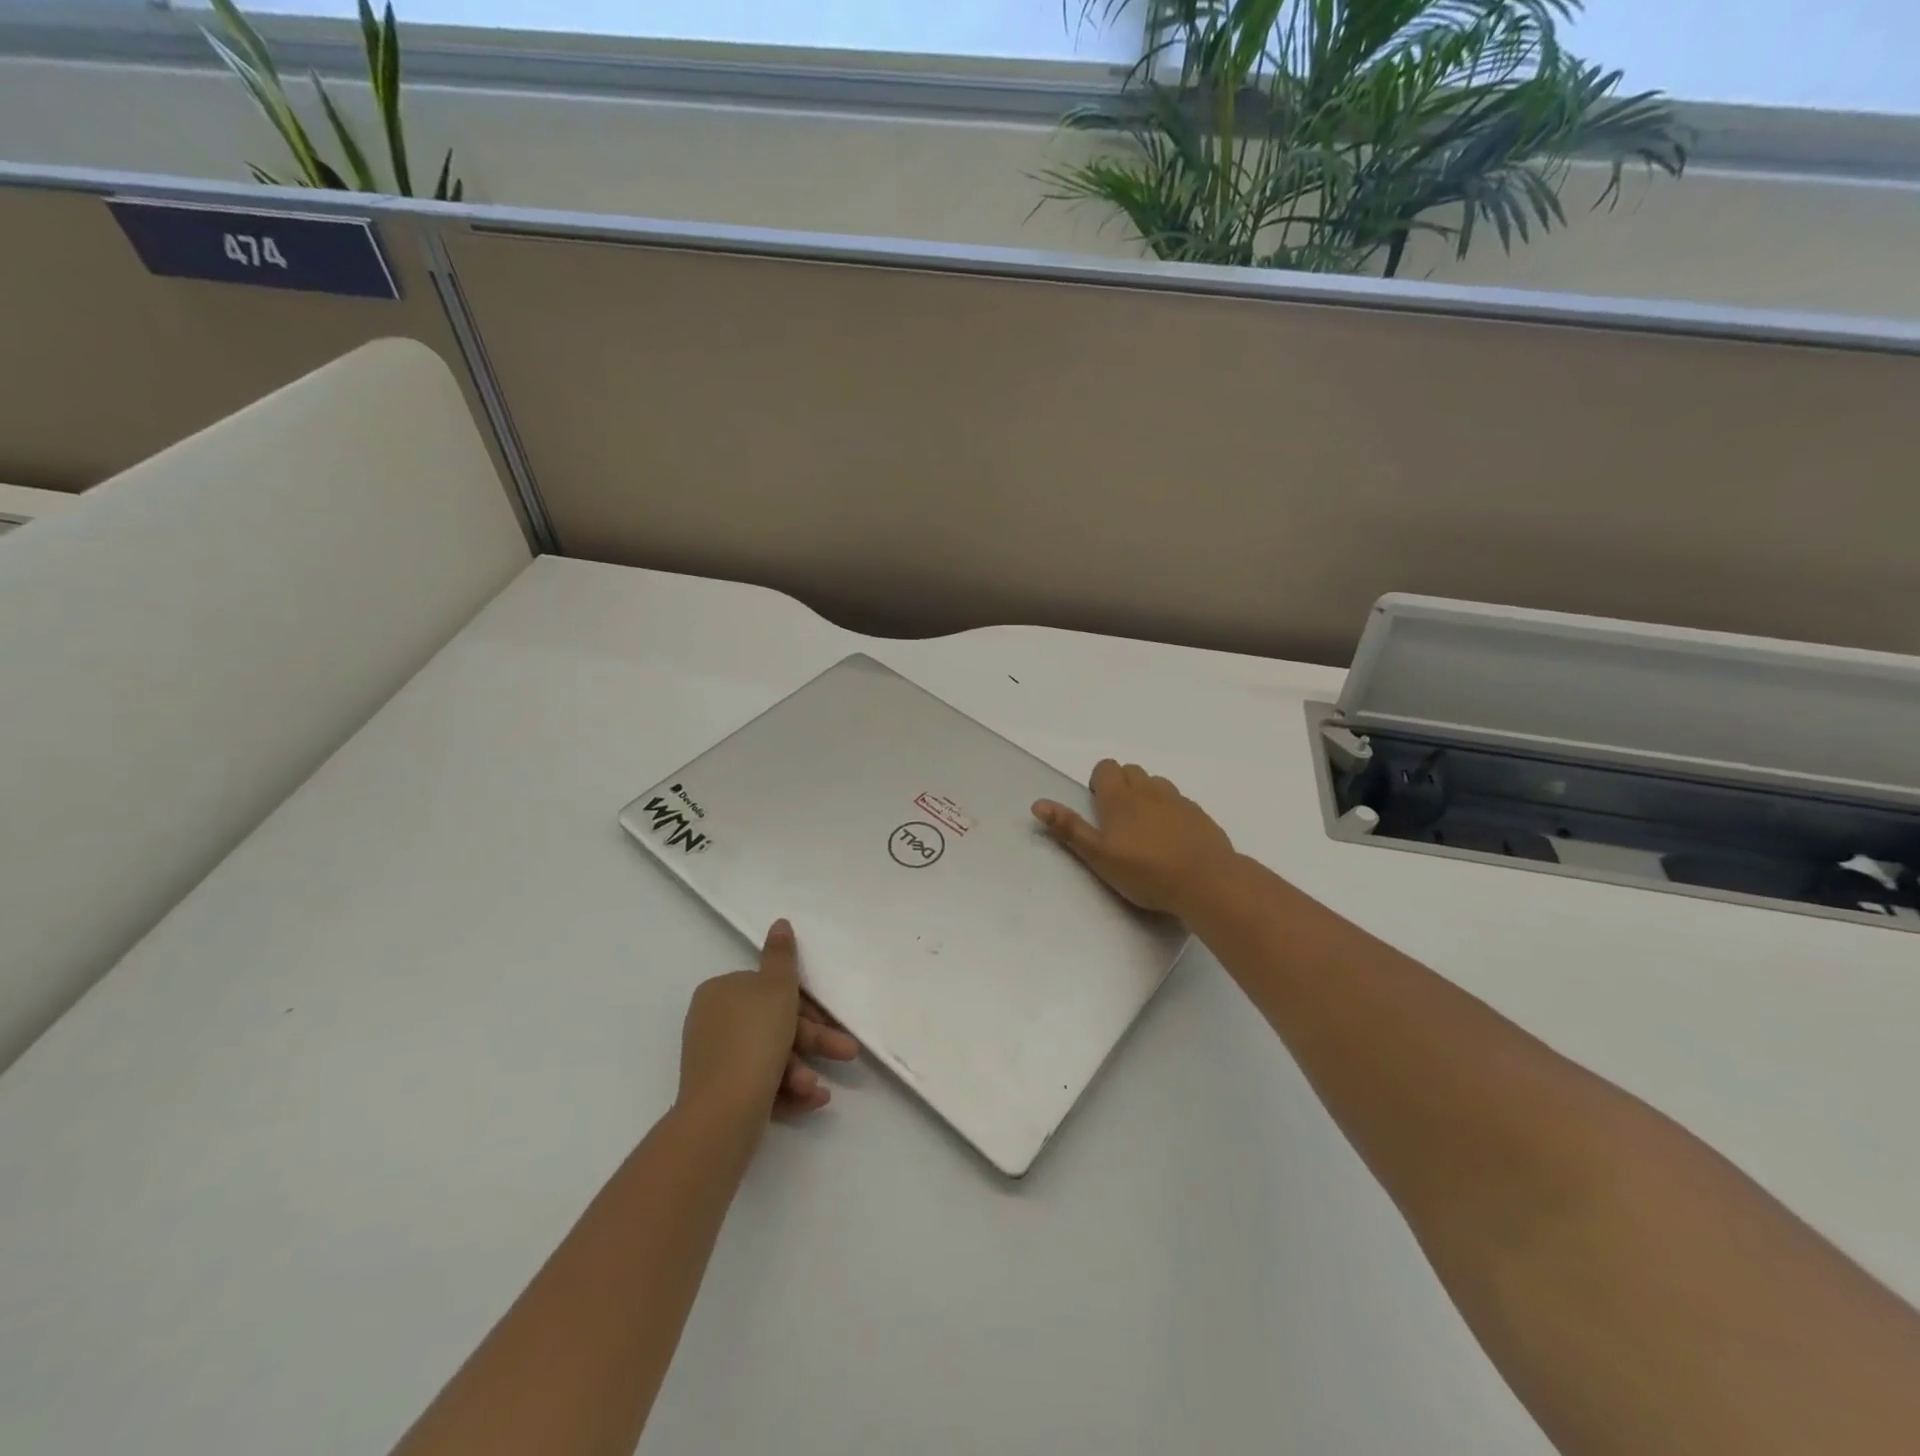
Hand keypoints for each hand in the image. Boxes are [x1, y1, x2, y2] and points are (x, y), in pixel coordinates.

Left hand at [676, 919, 858, 1132]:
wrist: (722, 1115)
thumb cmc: (755, 1040)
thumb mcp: (776, 989)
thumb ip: (782, 956)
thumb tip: (780, 923)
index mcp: (721, 992)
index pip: (770, 989)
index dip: (805, 1004)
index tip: (830, 1019)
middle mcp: (713, 1023)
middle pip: (774, 1024)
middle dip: (813, 1041)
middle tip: (847, 1052)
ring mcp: (714, 1062)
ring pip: (770, 1058)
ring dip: (801, 1070)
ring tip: (818, 1089)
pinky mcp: (719, 1096)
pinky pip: (761, 1085)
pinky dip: (788, 1090)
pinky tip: (813, 1099)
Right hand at [1033, 759, 1236, 917]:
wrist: (1207, 882)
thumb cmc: (1145, 872)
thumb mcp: (1098, 856)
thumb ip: (1069, 829)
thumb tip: (1038, 804)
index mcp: (1120, 798)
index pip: (1106, 767)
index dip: (1099, 782)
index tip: (1098, 808)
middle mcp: (1149, 791)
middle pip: (1131, 771)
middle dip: (1121, 786)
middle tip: (1118, 822)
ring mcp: (1178, 801)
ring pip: (1156, 784)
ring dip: (1146, 796)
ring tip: (1145, 830)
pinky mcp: (1199, 815)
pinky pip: (1179, 802)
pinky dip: (1170, 811)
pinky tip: (1171, 840)